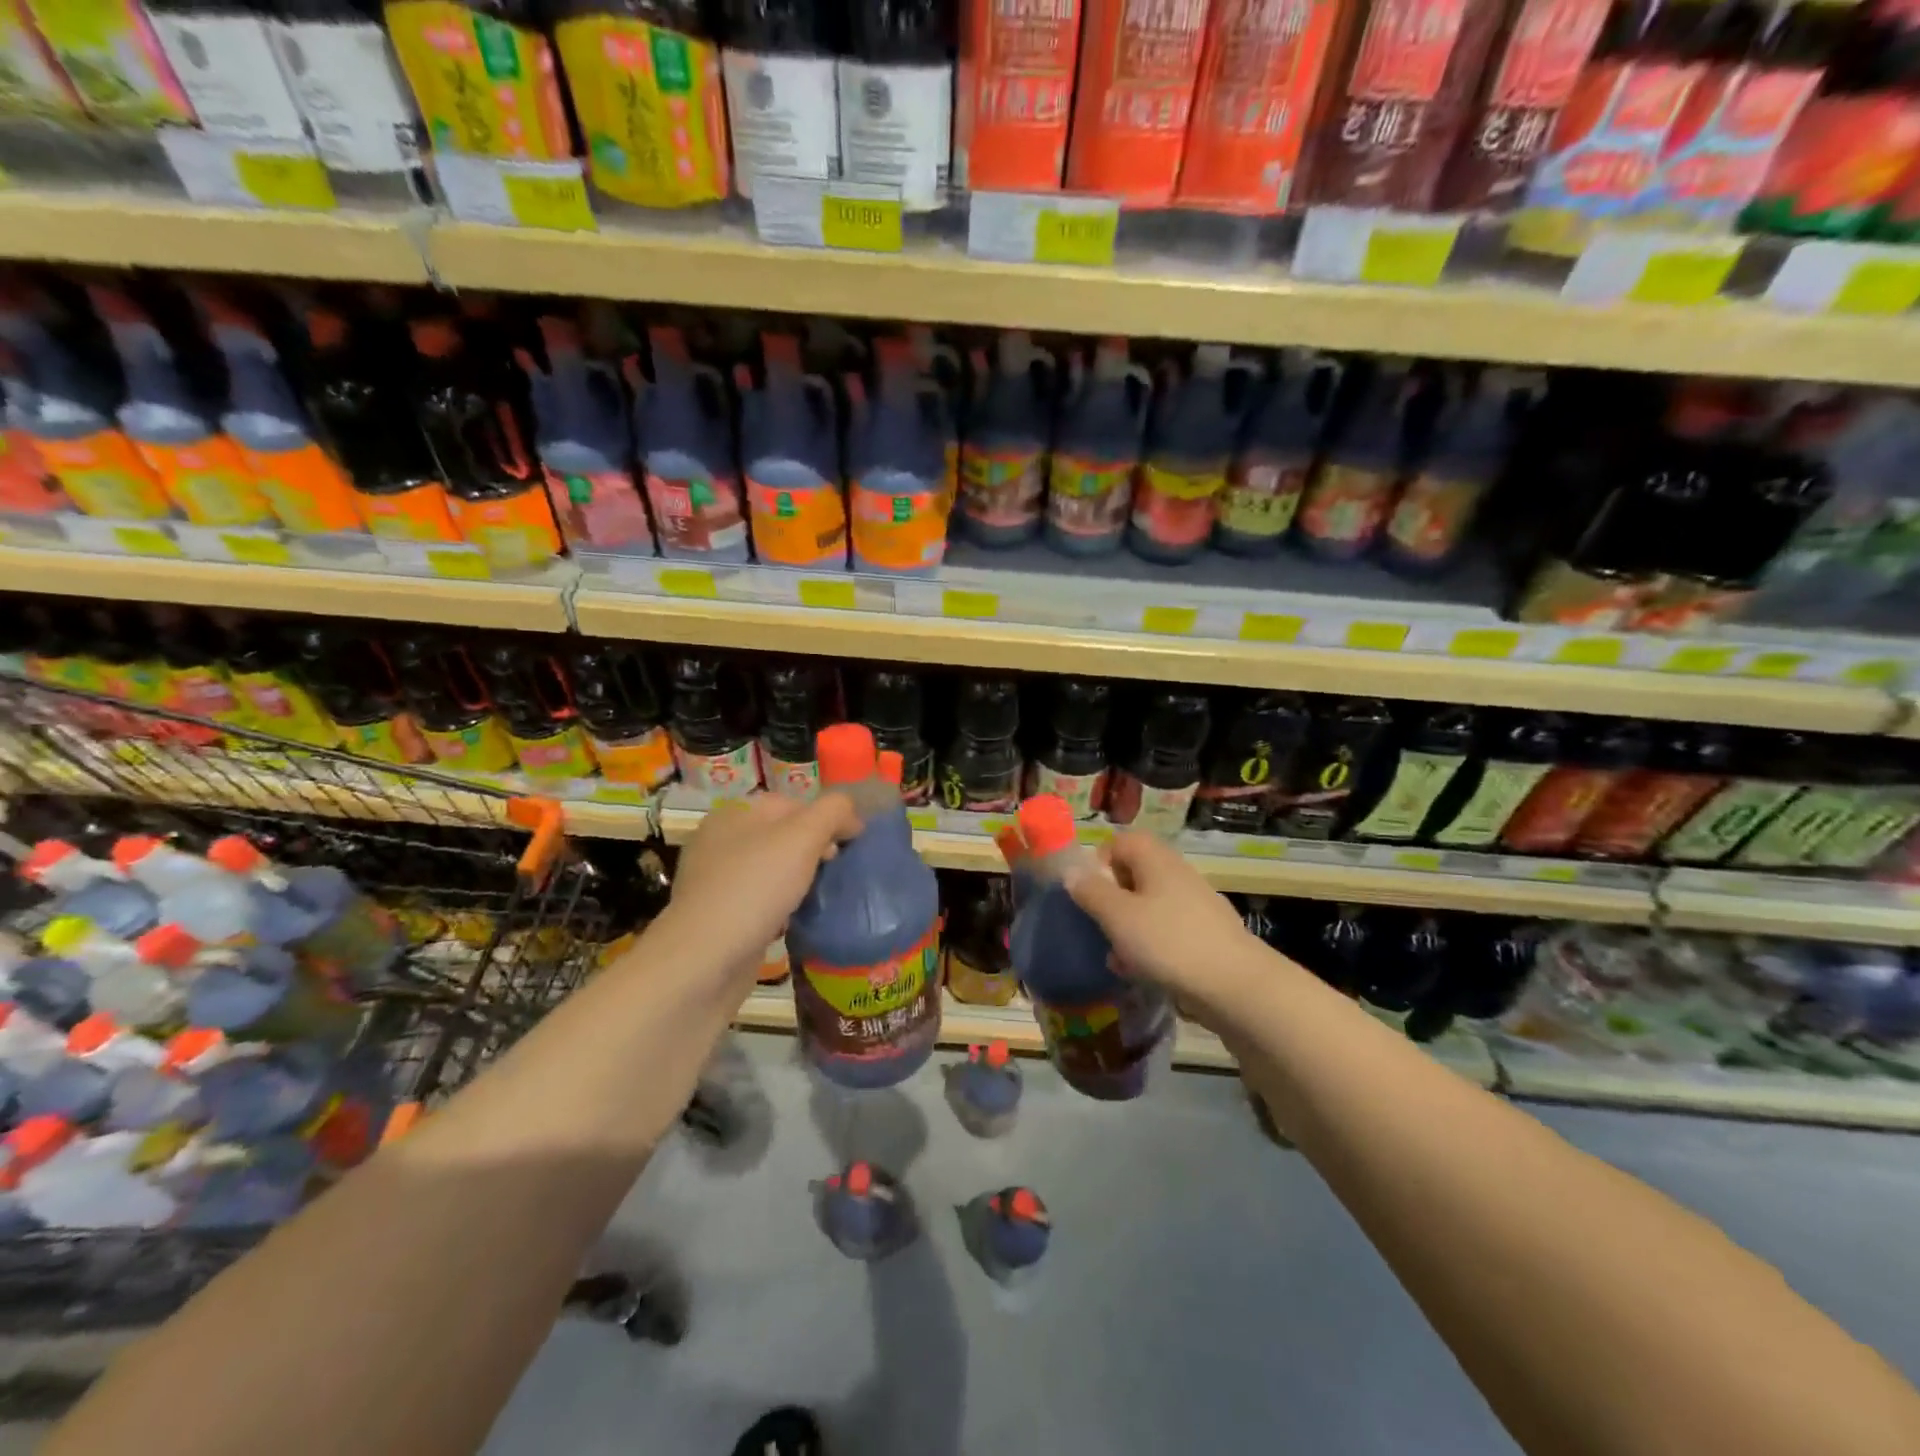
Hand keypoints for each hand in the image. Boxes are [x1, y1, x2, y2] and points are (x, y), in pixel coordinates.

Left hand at [661, 792, 861, 988]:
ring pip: (772, 870)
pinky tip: (797, 921)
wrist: (703, 962)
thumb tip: (851, 815)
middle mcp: (719, 843)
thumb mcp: (802, 837)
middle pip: (782, 836)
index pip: (792, 803)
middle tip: (839, 871)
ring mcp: (716, 882)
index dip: (827, 817)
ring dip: (800, 880)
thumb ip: (832, 812)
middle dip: (815, 849)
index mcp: (733, 814)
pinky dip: (782, 907)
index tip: (854, 843)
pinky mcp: (718, 918)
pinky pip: (761, 902)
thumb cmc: (754, 888)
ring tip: (823, 896)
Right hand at [1064, 831, 1259, 1008]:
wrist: (1236, 987)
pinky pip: (1168, 931)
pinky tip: (1142, 972)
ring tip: (1116, 955)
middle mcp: (1178, 874)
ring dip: (1129, 926)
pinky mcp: (1207, 935)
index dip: (1099, 860)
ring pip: (1150, 906)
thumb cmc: (1169, 943)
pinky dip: (1151, 946)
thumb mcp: (1118, 916)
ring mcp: (1196, 905)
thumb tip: (1071, 871)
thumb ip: (1091, 891)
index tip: (1088, 891)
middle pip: (1135, 874)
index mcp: (1156, 860)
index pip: (1121, 840)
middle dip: (1112, 899)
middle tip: (1099, 924)